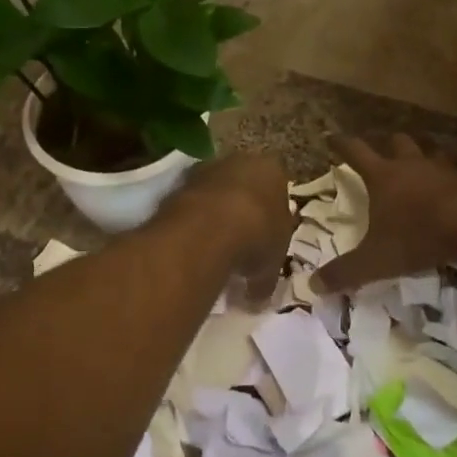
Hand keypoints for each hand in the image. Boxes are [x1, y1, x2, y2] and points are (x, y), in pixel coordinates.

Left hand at [162, 153, 292, 302]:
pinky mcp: (179, 181)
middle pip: (244, 185)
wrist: (210, 229)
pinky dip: (193, 218)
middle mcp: (241, 160)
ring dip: (214, 212)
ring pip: (215, 190)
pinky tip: (193, 242)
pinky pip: (192, 201)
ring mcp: (207, 168)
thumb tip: (257, 296)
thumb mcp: (273, 264)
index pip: (277, 188)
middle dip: (241, 209)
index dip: (271, 216)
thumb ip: (266, 276)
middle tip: (239, 242)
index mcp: (273, 170)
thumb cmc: (258, 236)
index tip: (265, 239)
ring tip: (212, 246)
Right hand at [313, 135, 456, 293]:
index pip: (356, 151)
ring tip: (422, 169)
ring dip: (424, 159)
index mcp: (383, 176)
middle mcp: (412, 166)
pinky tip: (453, 193)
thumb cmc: (417, 237)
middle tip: (385, 152)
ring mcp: (444, 170)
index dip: (342, 143)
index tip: (332, 136)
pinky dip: (452, 181)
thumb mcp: (374, 261)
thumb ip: (344, 272)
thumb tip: (312, 285)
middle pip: (398, 142)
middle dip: (389, 144)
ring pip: (431, 153)